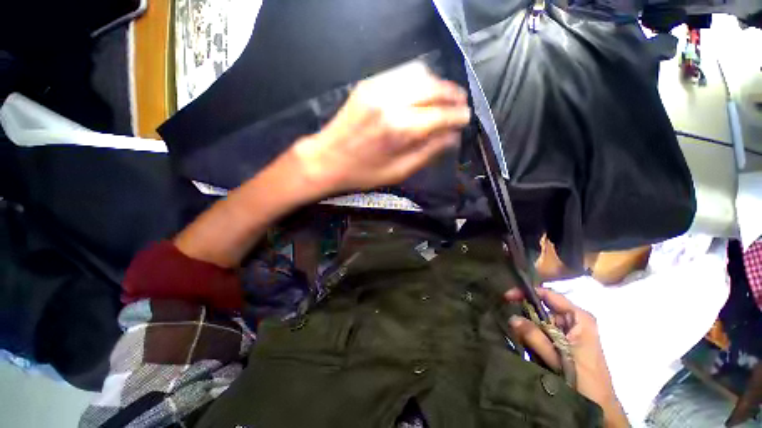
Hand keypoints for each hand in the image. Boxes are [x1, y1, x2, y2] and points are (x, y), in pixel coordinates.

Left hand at [290, 62, 470, 195]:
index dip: (458, 116)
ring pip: (420, 74)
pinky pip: (402, 73)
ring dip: (437, 85)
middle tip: (460, 106)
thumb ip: (428, 153)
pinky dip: (418, 80)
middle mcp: (392, 102)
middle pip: (434, 88)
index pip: (441, 115)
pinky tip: (420, 93)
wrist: (326, 159)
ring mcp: (378, 88)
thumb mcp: (399, 172)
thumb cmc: (363, 173)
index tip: (467, 119)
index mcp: (401, 129)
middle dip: (453, 96)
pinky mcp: (369, 84)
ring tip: (443, 99)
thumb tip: (452, 138)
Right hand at [504, 288, 628, 427]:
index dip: (526, 293)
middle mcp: (574, 320)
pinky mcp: (564, 342)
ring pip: (540, 321)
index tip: (507, 297)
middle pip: (542, 308)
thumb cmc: (586, 381)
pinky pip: (543, 333)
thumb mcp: (559, 358)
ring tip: (520, 340)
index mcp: (579, 317)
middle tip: (512, 325)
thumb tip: (512, 318)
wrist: (600, 407)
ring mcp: (569, 331)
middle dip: (525, 315)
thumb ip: (535, 338)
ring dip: (528, 329)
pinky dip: (533, 337)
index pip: (549, 294)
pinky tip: (528, 346)